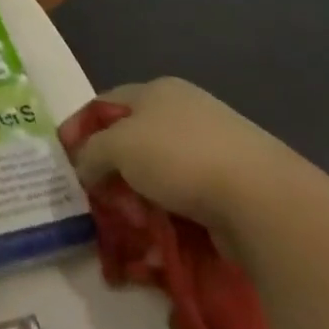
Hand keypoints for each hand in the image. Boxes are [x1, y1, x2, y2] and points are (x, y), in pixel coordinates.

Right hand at [70, 79, 303, 234]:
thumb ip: (93, 153)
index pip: (106, 103)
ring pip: (158, 175)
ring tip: (133, 228)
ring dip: (139, 201)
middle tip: (100, 200)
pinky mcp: (234, 186)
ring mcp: (213, 148)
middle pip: (132, 140)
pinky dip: (169, 218)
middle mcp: (185, 111)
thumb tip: (85, 167)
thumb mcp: (119, 147)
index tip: (65, 157)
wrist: (264, 201)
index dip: (81, 127)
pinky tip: (162, 238)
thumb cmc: (181, 158)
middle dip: (111, 172)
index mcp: (157, 90)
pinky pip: (186, 200)